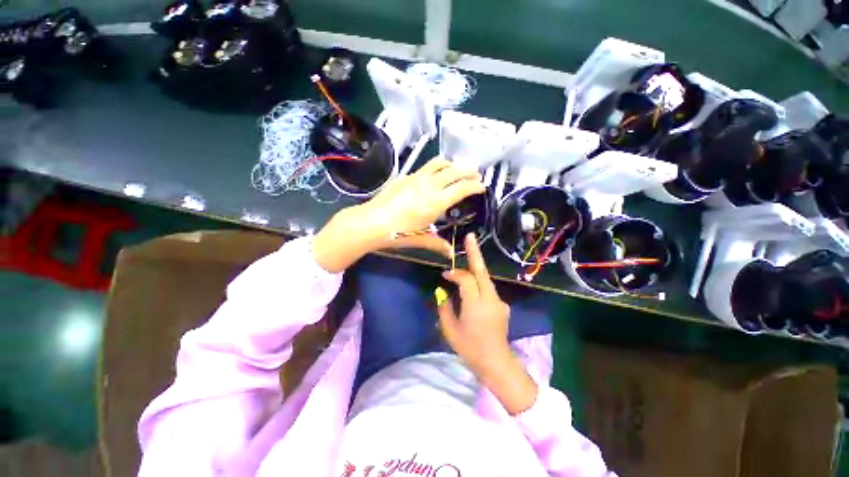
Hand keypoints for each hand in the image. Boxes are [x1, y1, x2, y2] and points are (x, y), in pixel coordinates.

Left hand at [313, 159, 484, 272]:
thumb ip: (437, 244)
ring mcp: (416, 178)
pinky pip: (425, 167)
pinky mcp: (405, 176)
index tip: (481, 186)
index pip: (461, 189)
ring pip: (439, 163)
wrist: (370, 222)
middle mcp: (429, 186)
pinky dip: (436, 167)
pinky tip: (434, 175)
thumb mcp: (420, 239)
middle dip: (468, 170)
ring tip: (457, 169)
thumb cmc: (397, 233)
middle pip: (454, 171)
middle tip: (476, 173)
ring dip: (452, 164)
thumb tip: (451, 254)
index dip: (474, 186)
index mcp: (435, 202)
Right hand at [436, 233, 538, 414]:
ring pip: (485, 278)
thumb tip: (443, 292)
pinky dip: (478, 284)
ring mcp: (499, 301)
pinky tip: (472, 289)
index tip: (444, 275)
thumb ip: (445, 307)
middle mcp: (490, 298)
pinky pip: (488, 289)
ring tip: (465, 263)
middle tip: (470, 236)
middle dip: (475, 252)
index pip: (465, 279)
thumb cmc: (470, 348)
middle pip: (482, 271)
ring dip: (475, 269)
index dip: (454, 273)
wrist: (496, 363)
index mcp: (476, 304)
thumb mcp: (450, 329)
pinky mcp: (502, 305)